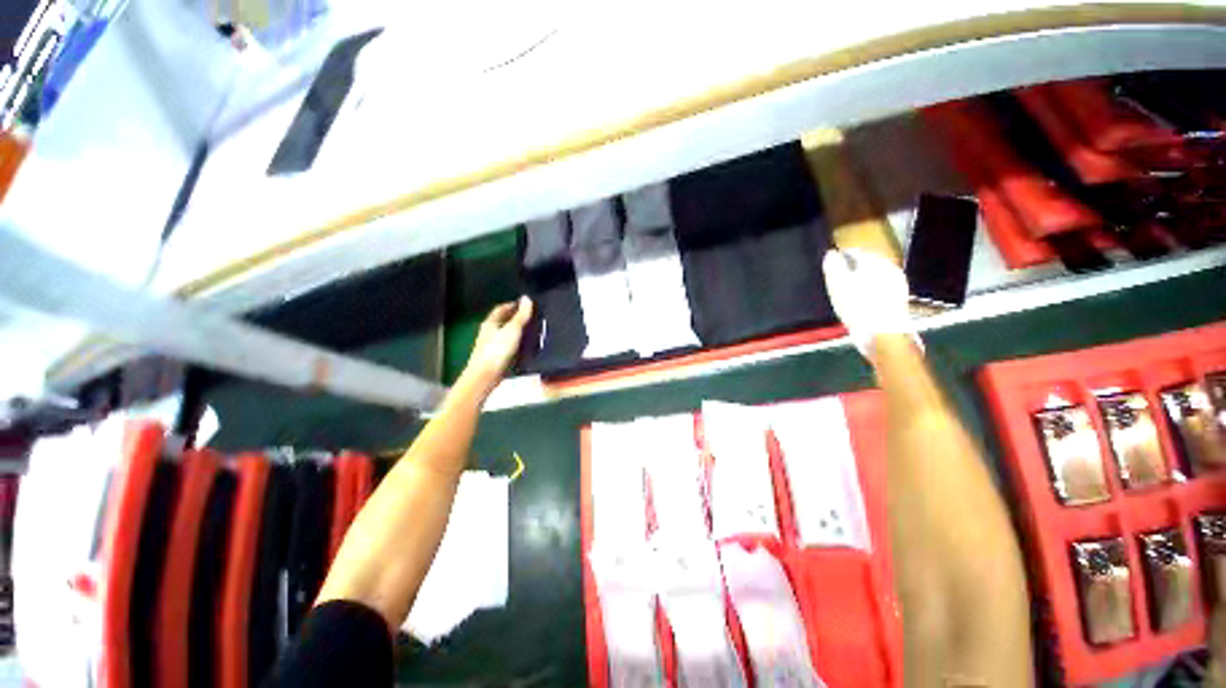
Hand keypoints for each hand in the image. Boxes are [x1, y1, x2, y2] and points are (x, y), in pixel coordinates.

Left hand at [461, 297, 533, 392]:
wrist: (486, 376)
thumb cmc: (497, 350)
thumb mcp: (512, 330)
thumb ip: (521, 315)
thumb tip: (527, 298)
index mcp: (490, 323)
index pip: (501, 308)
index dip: (513, 305)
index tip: (527, 305)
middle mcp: (490, 333)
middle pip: (504, 321)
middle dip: (517, 318)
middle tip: (533, 317)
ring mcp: (493, 346)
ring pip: (507, 335)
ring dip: (519, 332)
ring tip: (534, 331)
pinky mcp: (498, 358)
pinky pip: (510, 347)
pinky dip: (519, 344)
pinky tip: (528, 348)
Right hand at [821, 248, 916, 357]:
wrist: (882, 336)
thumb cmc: (857, 308)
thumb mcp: (838, 285)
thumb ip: (834, 266)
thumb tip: (831, 254)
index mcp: (876, 263)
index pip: (856, 253)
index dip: (841, 258)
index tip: (831, 265)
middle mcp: (890, 270)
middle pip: (867, 265)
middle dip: (852, 270)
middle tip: (837, 279)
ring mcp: (897, 286)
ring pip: (874, 278)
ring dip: (860, 282)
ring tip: (846, 292)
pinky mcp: (898, 302)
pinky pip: (879, 291)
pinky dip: (868, 294)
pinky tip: (860, 304)